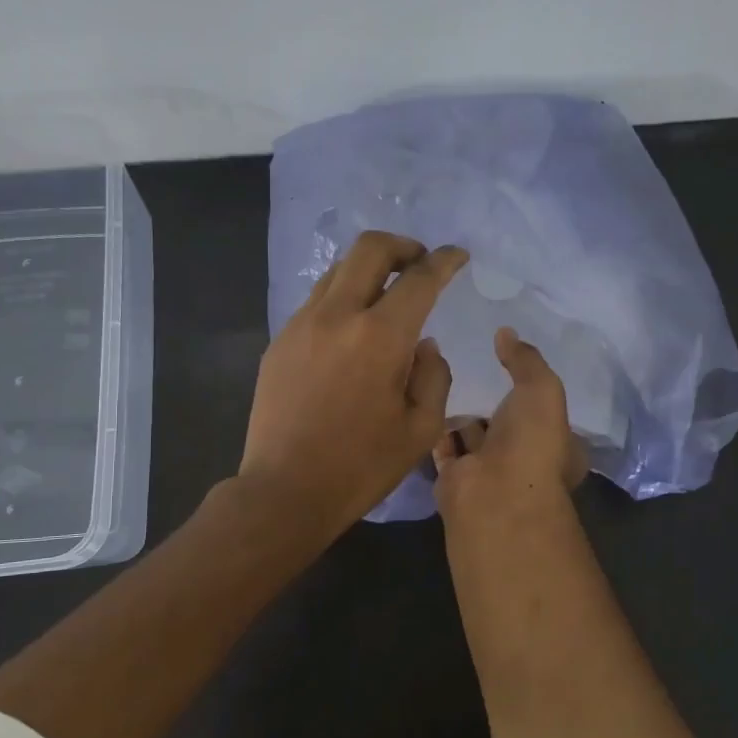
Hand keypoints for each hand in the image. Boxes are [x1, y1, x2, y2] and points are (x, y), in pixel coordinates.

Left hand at [237, 231, 467, 543]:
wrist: (285, 491)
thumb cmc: (361, 467)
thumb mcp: (421, 429)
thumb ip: (433, 375)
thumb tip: (422, 343)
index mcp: (380, 337)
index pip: (419, 278)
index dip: (444, 261)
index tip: (457, 256)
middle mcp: (337, 316)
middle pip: (370, 249)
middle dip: (403, 246)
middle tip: (420, 263)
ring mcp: (301, 325)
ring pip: (338, 271)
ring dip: (368, 270)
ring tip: (386, 295)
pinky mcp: (279, 342)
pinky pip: (316, 301)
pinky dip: (342, 298)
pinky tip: (351, 330)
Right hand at [432, 328, 588, 521]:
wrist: (492, 493)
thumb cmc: (530, 442)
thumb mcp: (541, 389)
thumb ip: (526, 360)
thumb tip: (506, 332)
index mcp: (557, 445)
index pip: (544, 413)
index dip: (528, 389)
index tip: (506, 364)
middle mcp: (524, 460)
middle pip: (506, 425)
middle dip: (491, 402)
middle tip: (469, 367)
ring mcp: (489, 472)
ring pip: (473, 436)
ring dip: (461, 414)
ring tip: (440, 376)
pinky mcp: (456, 479)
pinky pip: (445, 447)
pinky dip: (436, 429)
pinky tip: (422, 400)